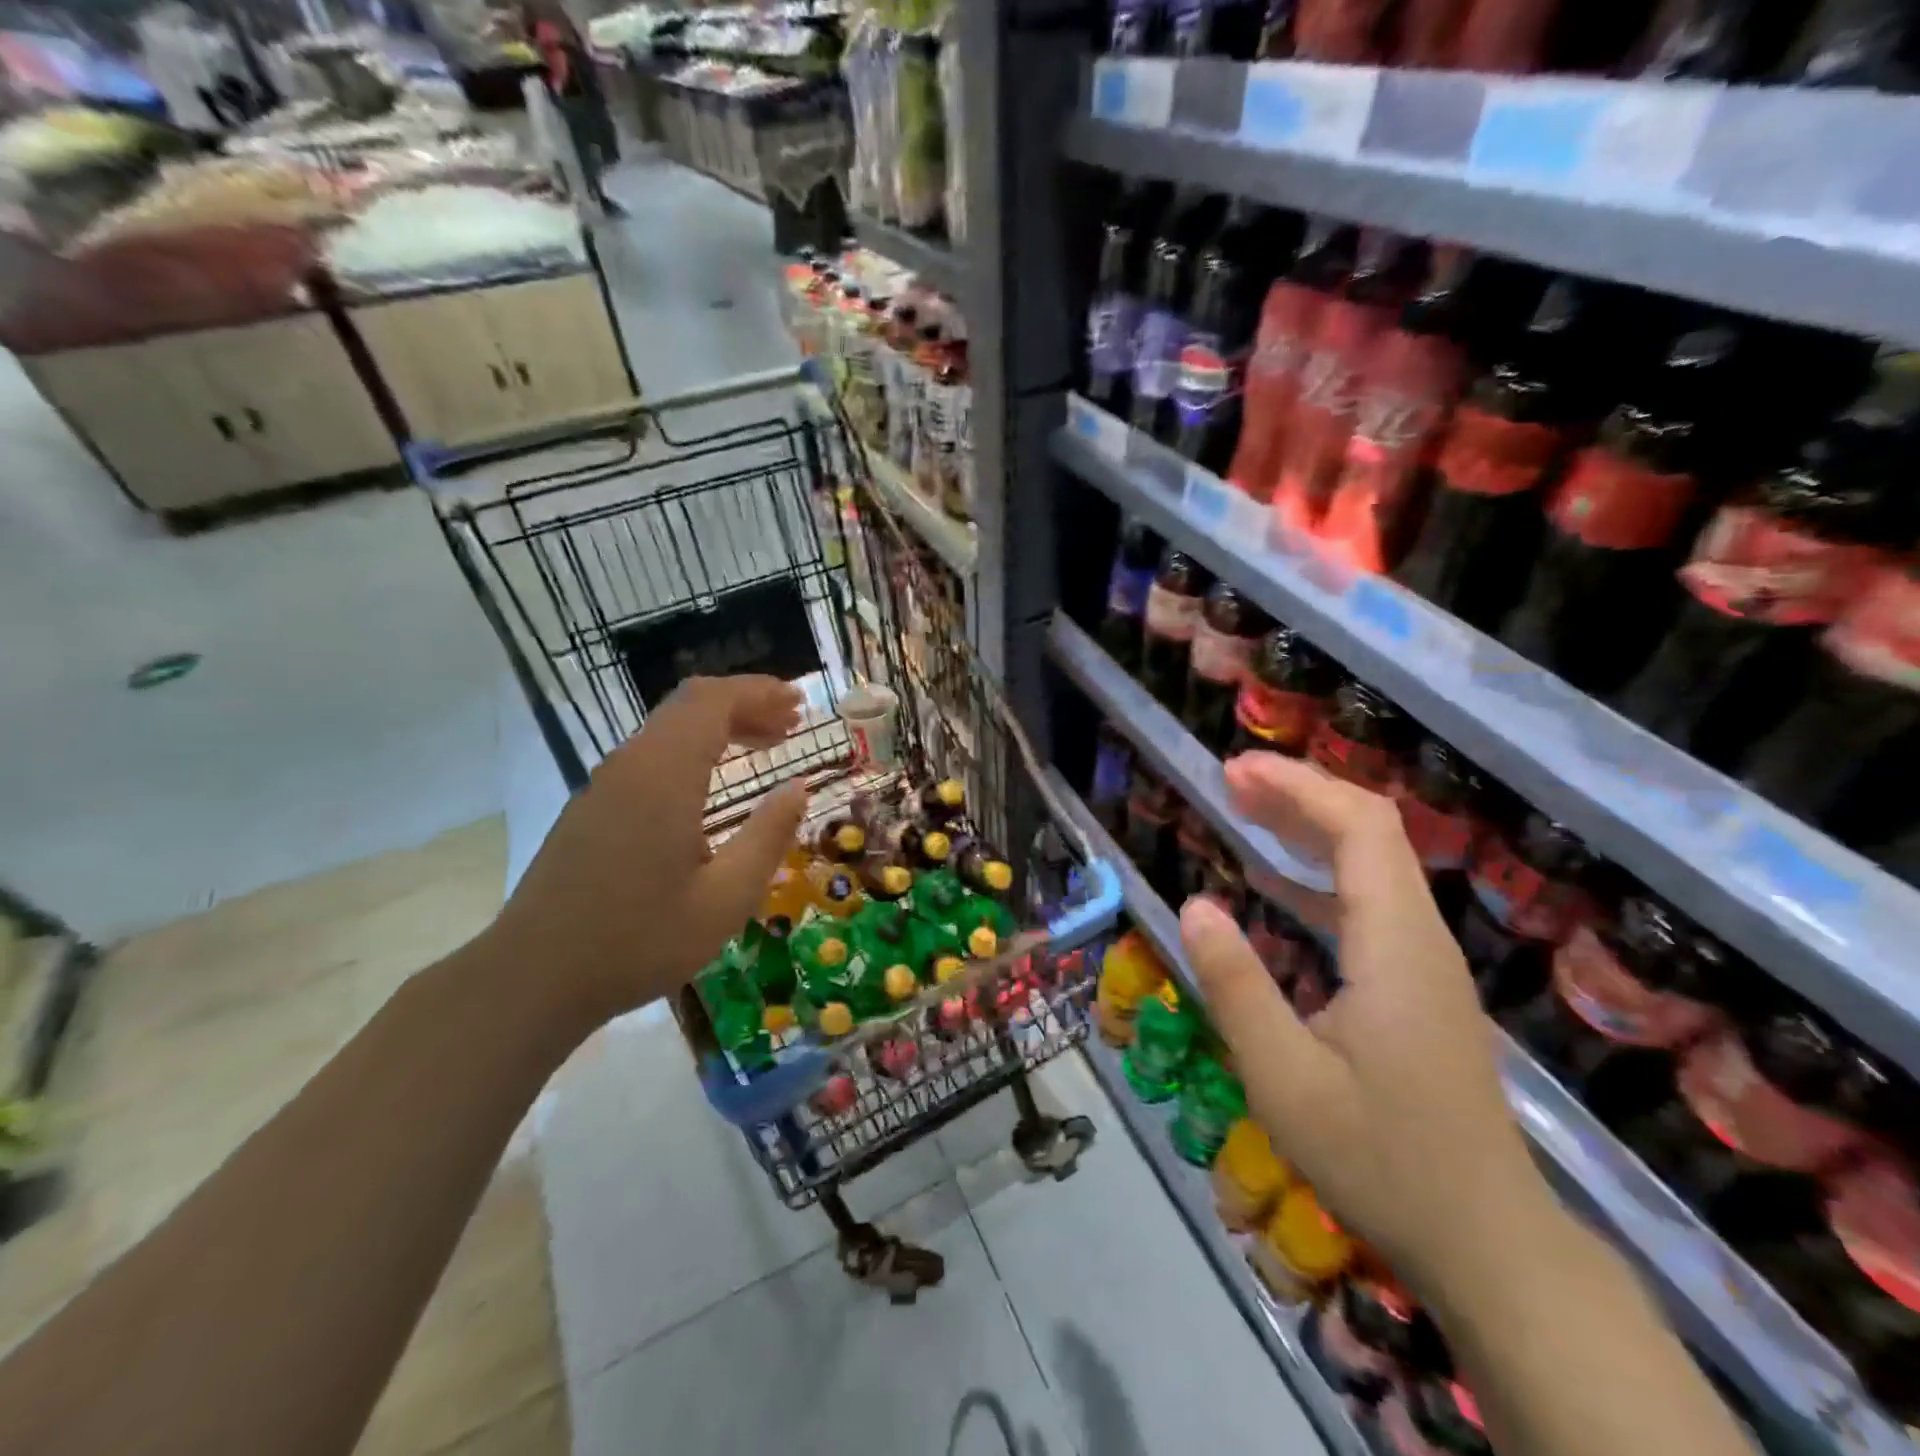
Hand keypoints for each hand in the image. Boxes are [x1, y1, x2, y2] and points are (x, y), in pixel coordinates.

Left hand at [490, 676, 807, 1028]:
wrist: (533, 979)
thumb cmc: (639, 940)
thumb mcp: (725, 898)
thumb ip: (768, 835)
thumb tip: (798, 787)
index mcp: (665, 776)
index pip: (713, 701)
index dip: (759, 691)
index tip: (799, 703)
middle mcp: (632, 765)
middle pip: (690, 704)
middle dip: (745, 703)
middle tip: (790, 724)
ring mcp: (606, 784)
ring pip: (669, 727)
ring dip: (719, 726)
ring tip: (764, 745)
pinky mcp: (593, 806)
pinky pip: (651, 754)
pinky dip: (693, 749)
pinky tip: (712, 783)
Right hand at [1180, 753, 1554, 1298]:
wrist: (1486, 1242)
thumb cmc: (1381, 1159)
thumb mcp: (1285, 1079)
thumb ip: (1236, 986)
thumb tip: (1195, 904)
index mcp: (1395, 945)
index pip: (1360, 827)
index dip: (1299, 785)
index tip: (1235, 771)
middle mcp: (1418, 937)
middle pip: (1370, 832)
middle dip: (1300, 794)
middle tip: (1229, 780)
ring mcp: (1423, 962)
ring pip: (1371, 864)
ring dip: (1308, 828)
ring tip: (1243, 812)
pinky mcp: (1416, 986)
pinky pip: (1366, 903)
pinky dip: (1316, 875)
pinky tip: (1273, 886)